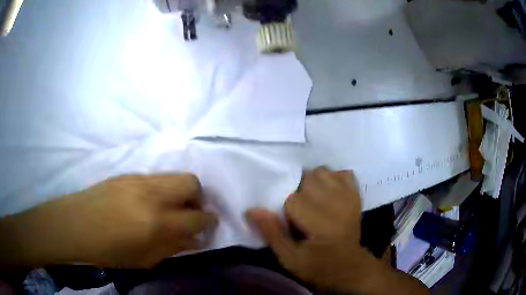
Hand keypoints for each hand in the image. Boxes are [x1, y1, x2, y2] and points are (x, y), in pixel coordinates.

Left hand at [1, 174, 216, 269]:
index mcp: (155, 222)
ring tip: (170, 209)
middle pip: (191, 182)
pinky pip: (157, 178)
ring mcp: (138, 179)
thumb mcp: (144, 259)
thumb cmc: (108, 251)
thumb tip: (195, 240)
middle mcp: (151, 194)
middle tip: (189, 214)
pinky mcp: (128, 174)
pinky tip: (149, 204)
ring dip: (180, 193)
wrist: (74, 225)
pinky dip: (163, 190)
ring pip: (174, 176)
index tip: (208, 227)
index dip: (208, 222)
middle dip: (198, 199)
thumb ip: (173, 247)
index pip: (197, 217)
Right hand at [246, 167, 427, 293]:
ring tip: (313, 202)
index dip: (287, 212)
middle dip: (298, 194)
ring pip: (322, 171)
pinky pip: (342, 172)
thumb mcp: (289, 258)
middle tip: (301, 213)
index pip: (293, 200)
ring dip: (312, 183)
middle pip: (307, 179)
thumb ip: (271, 233)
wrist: (349, 266)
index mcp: (321, 223)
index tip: (292, 225)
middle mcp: (337, 204)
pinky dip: (333, 179)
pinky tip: (329, 194)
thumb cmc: (317, 266)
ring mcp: (349, 196)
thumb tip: (251, 209)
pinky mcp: (356, 194)